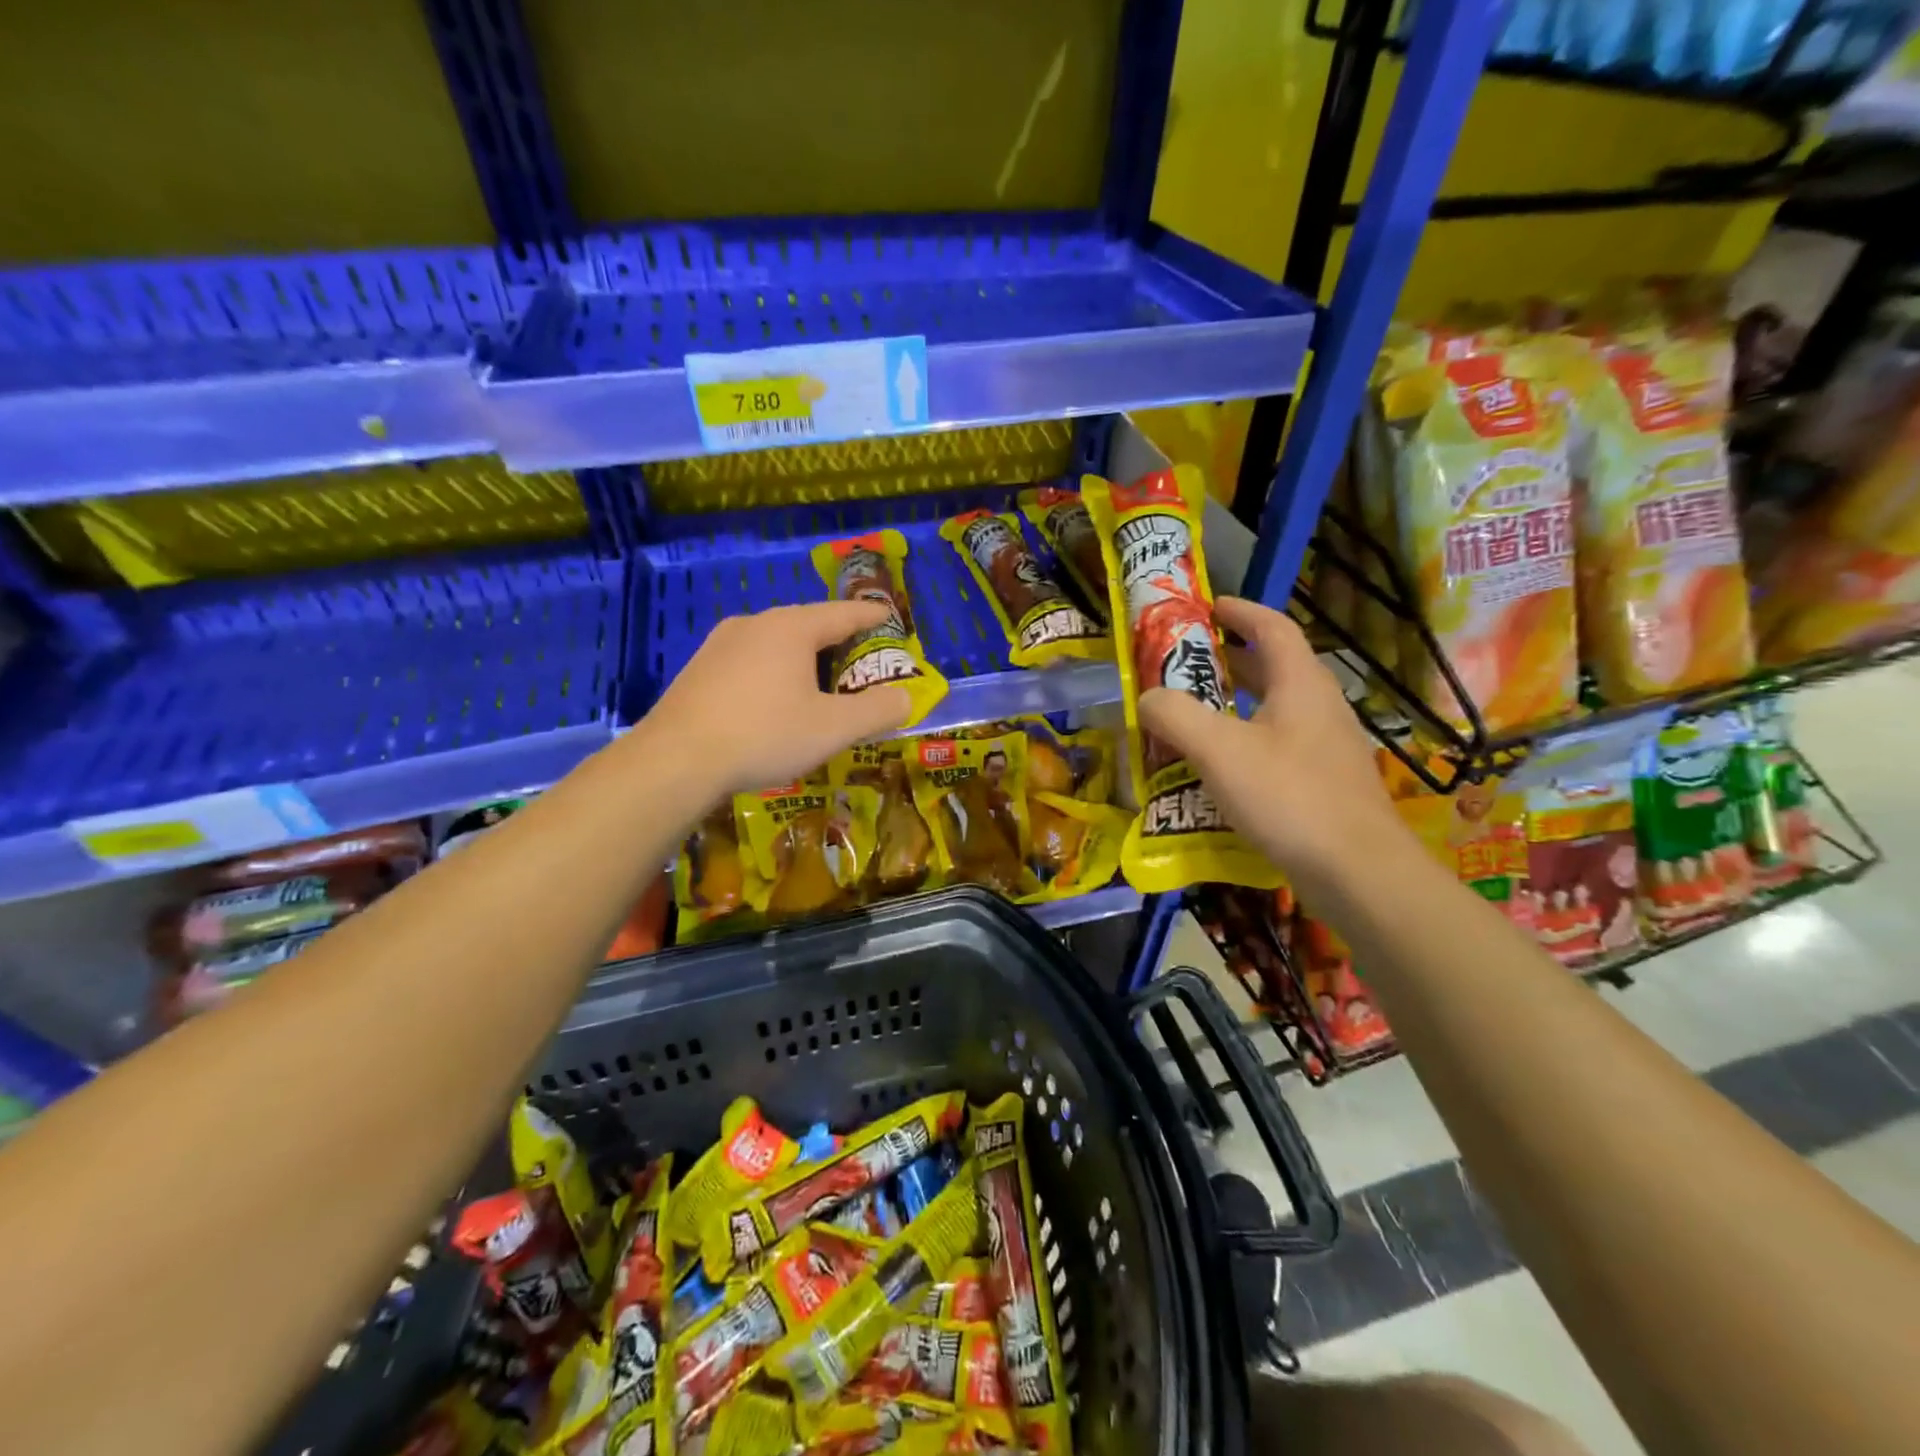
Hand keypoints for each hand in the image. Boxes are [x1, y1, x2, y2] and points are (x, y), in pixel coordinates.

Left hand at [644, 602, 912, 798]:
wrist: (675, 761)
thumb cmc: (764, 735)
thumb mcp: (834, 728)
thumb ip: (878, 711)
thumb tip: (906, 699)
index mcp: (792, 627)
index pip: (844, 613)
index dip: (872, 617)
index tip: (890, 618)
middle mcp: (755, 624)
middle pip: (809, 625)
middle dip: (838, 642)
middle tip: (860, 663)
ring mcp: (720, 644)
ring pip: (776, 643)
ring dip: (804, 660)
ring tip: (820, 685)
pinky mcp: (699, 669)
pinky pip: (750, 661)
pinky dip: (774, 673)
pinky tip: (774, 702)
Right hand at [1138, 596, 1408, 894]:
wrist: (1358, 872)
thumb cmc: (1288, 797)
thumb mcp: (1219, 750)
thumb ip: (1175, 715)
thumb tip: (1148, 698)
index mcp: (1300, 684)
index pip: (1272, 628)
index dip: (1239, 611)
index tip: (1207, 607)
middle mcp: (1319, 707)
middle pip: (1273, 667)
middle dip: (1229, 660)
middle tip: (1185, 665)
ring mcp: (1327, 747)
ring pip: (1275, 709)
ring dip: (1235, 704)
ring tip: (1193, 715)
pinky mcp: (1325, 783)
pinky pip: (1279, 746)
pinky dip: (1245, 742)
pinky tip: (1220, 770)